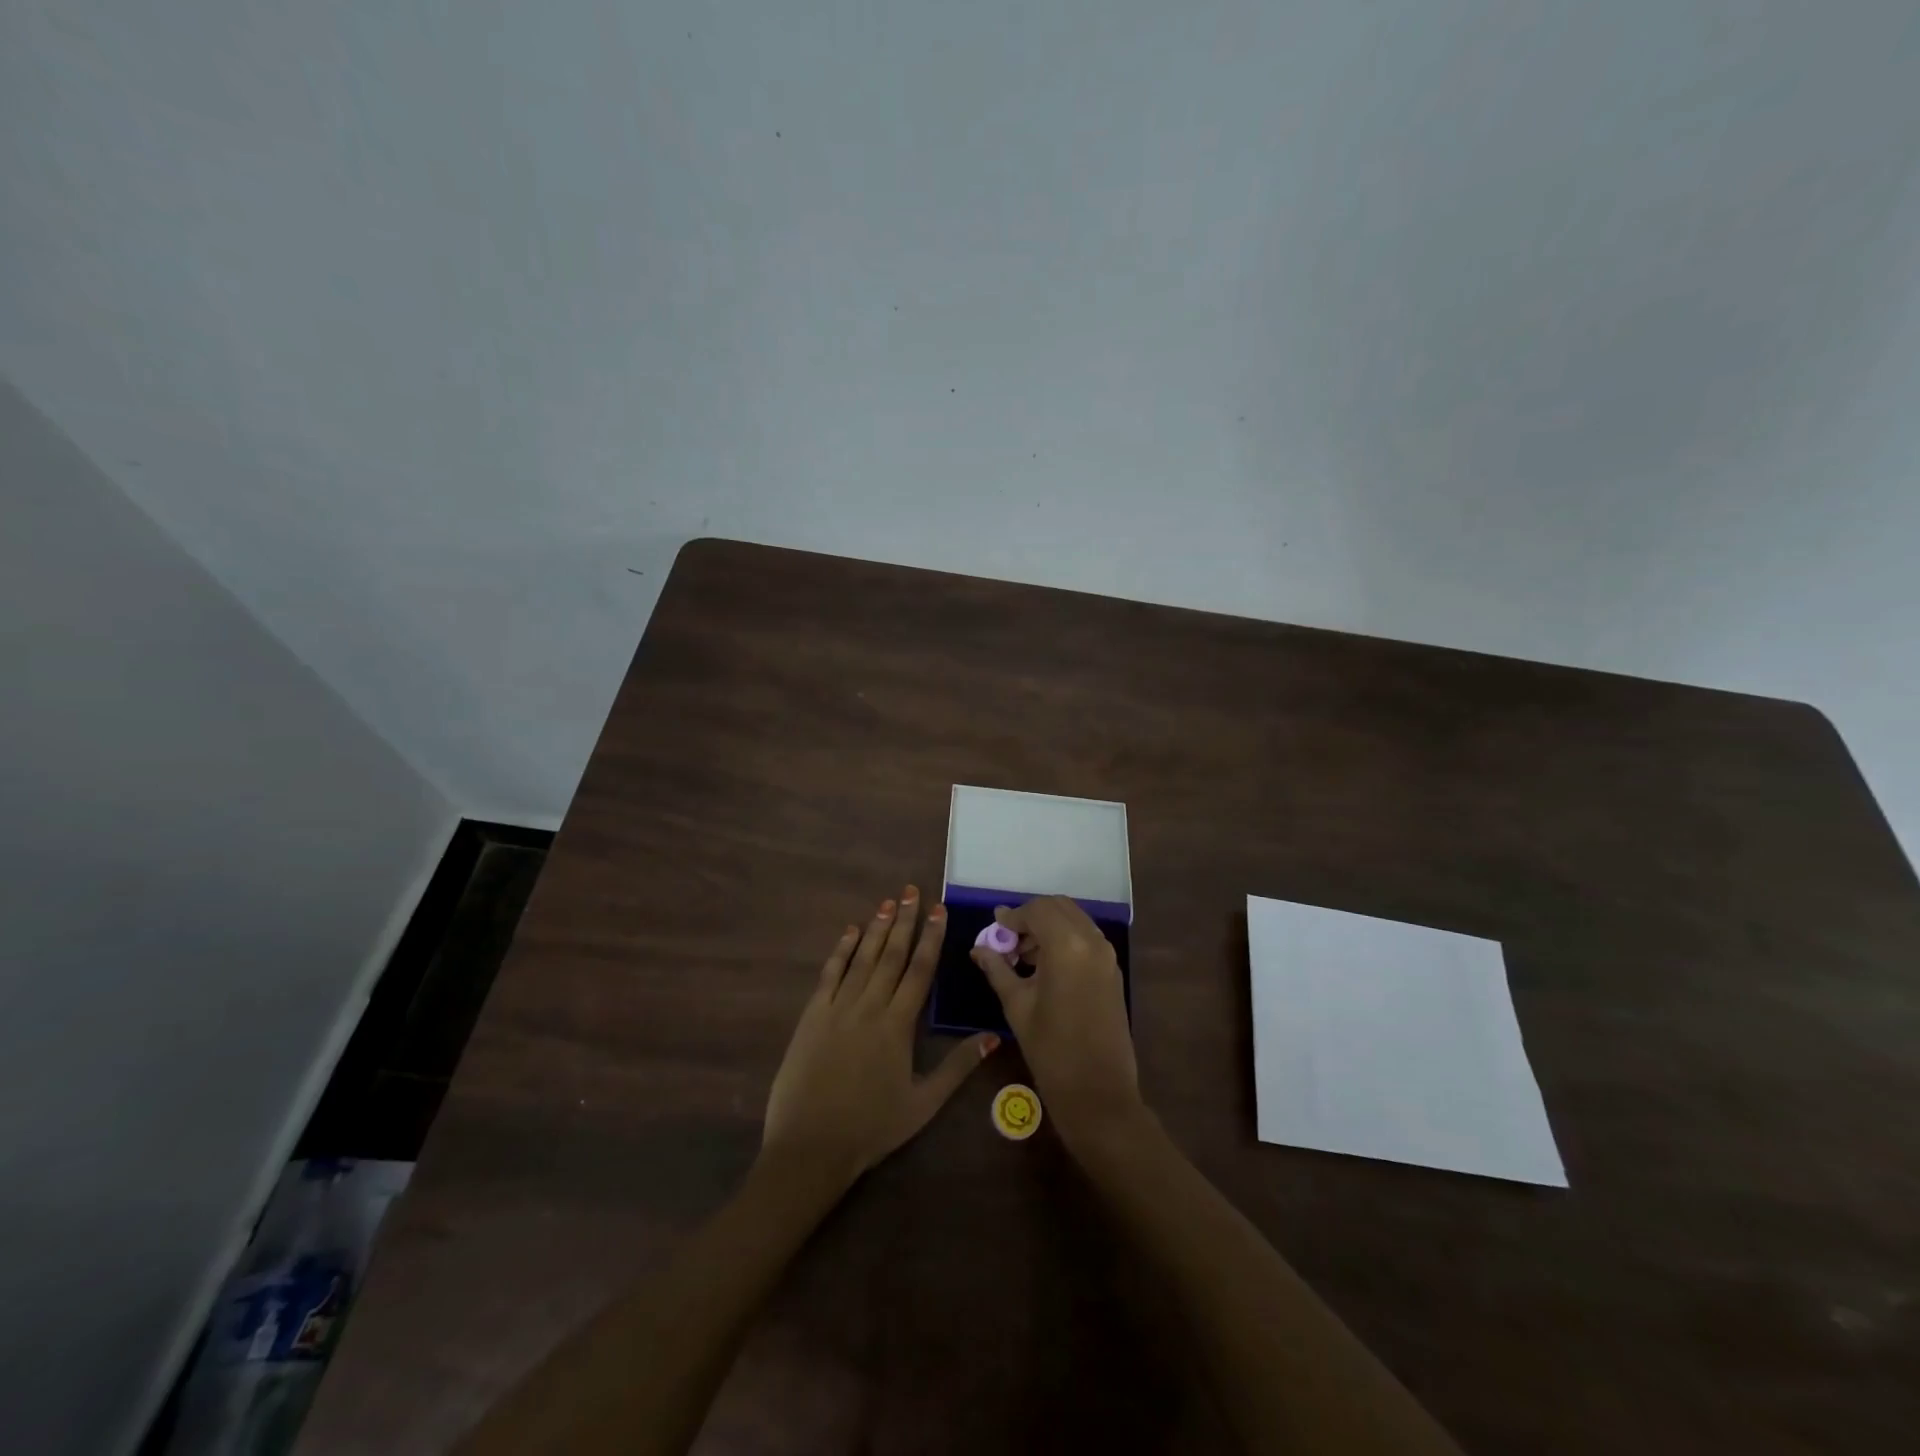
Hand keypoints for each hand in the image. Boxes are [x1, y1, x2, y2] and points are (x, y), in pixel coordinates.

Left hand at [763, 887, 998, 1187]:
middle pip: (890, 954)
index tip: (939, 910)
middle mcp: (869, 1007)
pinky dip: (840, 951)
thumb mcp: (923, 1103)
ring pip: (861, 958)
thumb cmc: (872, 1127)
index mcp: (898, 1025)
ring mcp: (837, 1008)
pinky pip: (829, 974)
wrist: (810, 1147)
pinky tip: (849, 932)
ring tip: (887, 902)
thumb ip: (957, 1067)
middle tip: (911, 891)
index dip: (931, 938)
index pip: (919, 970)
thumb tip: (993, 1037)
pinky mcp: (812, 1016)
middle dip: (904, 921)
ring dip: (875, 928)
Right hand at [972, 896, 1141, 1144]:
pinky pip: (1086, 939)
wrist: (1098, 1092)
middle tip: (1008, 940)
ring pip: (1074, 920)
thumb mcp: (1016, 1005)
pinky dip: (1065, 940)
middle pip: (1059, 907)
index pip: (1037, 909)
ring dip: (1049, 927)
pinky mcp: (1113, 971)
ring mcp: (1107, 955)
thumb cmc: (1051, 1050)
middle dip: (1032, 917)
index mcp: (1067, 945)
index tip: (994, 929)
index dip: (1013, 916)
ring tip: (1023, 955)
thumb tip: (979, 948)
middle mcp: (1092, 941)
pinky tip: (1044, 966)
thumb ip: (998, 969)